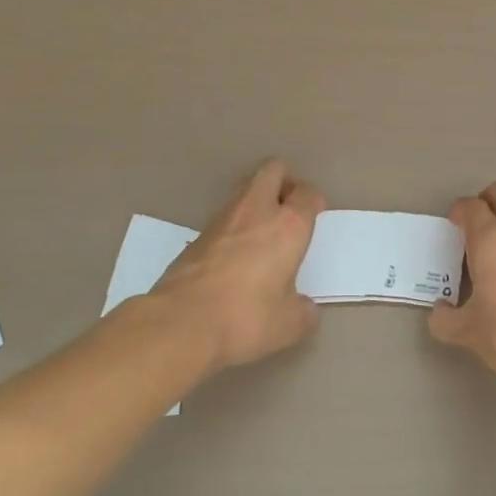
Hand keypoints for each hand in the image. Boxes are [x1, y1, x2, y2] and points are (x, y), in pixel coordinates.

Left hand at [154, 159, 323, 370]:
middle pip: (273, 170)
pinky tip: (235, 256)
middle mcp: (257, 211)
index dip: (314, 201)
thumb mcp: (289, 326)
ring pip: (245, 189)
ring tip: (263, 235)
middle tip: (289, 209)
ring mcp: (222, 219)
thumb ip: (304, 311)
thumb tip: (303, 307)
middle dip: (285, 181)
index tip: (314, 218)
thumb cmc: (246, 318)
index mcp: (288, 226)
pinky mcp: (197, 235)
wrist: (181, 324)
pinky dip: (235, 226)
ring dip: (258, 202)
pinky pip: (225, 217)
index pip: (307, 193)